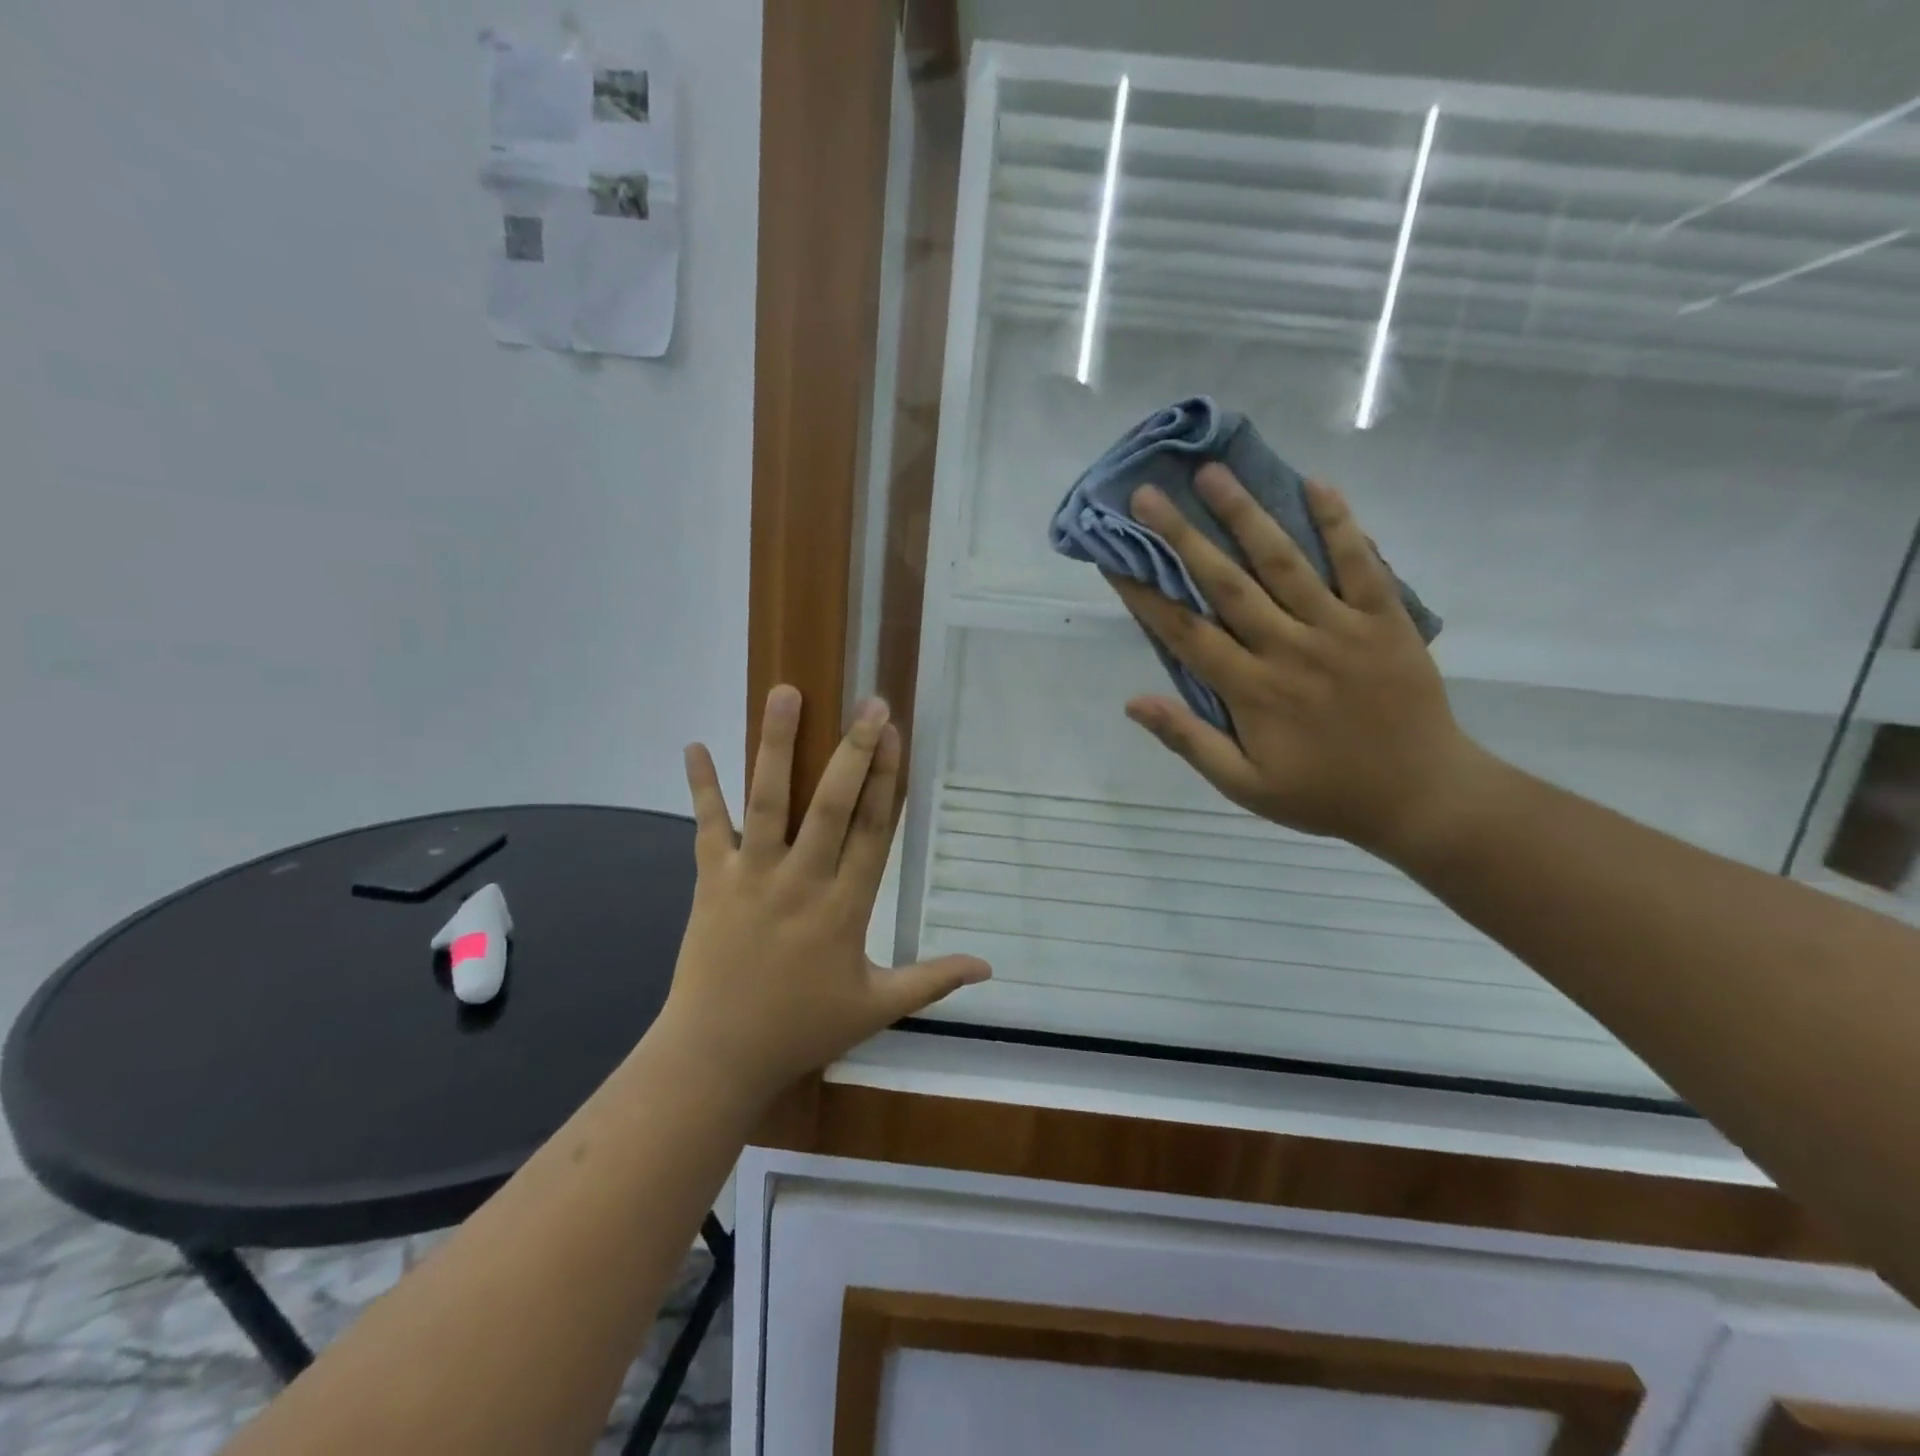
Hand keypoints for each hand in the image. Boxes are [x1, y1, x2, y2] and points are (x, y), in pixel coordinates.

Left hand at [658, 686, 990, 1106]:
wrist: (716, 1057)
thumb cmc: (800, 1029)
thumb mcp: (876, 1008)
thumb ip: (932, 981)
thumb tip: (989, 967)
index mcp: (844, 908)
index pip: (873, 832)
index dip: (887, 780)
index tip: (897, 736)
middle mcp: (801, 881)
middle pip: (831, 806)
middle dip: (853, 752)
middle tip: (869, 703)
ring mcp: (752, 877)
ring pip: (768, 802)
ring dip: (777, 746)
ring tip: (785, 693)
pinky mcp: (710, 881)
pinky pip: (707, 826)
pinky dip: (702, 786)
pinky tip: (694, 744)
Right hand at [1108, 466, 1489, 862]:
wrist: (1422, 797)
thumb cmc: (1323, 793)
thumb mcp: (1245, 786)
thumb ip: (1190, 741)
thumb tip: (1133, 702)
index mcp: (1251, 690)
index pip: (1185, 632)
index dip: (1146, 594)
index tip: (1115, 557)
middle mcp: (1288, 648)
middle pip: (1226, 584)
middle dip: (1182, 537)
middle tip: (1148, 494)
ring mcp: (1340, 628)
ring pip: (1284, 562)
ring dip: (1247, 515)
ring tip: (1214, 474)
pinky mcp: (1385, 619)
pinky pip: (1361, 563)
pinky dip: (1340, 523)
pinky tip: (1316, 484)